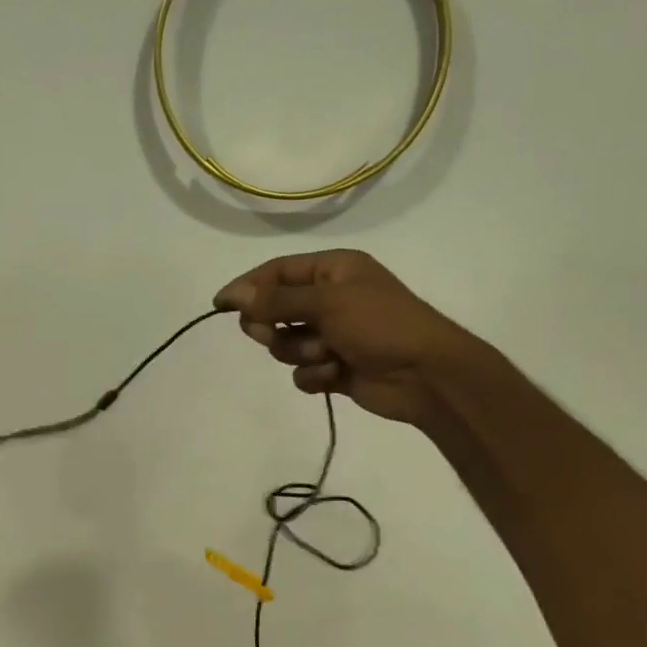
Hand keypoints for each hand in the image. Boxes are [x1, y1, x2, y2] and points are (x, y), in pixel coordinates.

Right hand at [214, 251, 471, 426]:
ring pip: (285, 343)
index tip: (219, 305)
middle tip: (271, 334)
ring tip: (327, 355)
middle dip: (272, 326)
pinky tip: (335, 375)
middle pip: (274, 310)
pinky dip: (314, 374)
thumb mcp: (327, 302)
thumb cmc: (381, 324)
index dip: (247, 287)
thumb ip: (276, 299)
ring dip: (300, 352)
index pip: (277, 272)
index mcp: (332, 271)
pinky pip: (302, 371)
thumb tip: (233, 294)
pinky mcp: (334, 367)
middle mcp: (329, 299)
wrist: (427, 375)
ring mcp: (331, 334)